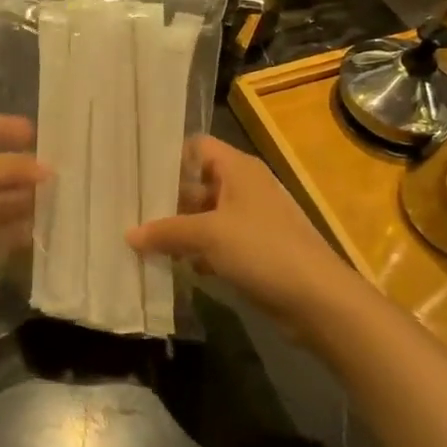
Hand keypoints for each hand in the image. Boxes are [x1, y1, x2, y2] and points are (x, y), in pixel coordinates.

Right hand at [127, 137, 349, 335]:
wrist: (319, 299)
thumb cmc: (263, 250)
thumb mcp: (208, 235)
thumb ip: (167, 231)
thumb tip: (129, 234)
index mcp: (238, 169)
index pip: (196, 147)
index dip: (168, 156)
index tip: (135, 172)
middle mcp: (244, 187)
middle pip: (197, 183)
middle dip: (166, 199)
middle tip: (128, 210)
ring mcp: (251, 220)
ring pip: (205, 216)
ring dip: (179, 229)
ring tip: (141, 240)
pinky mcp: (254, 250)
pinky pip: (217, 242)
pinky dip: (197, 251)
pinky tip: (173, 266)